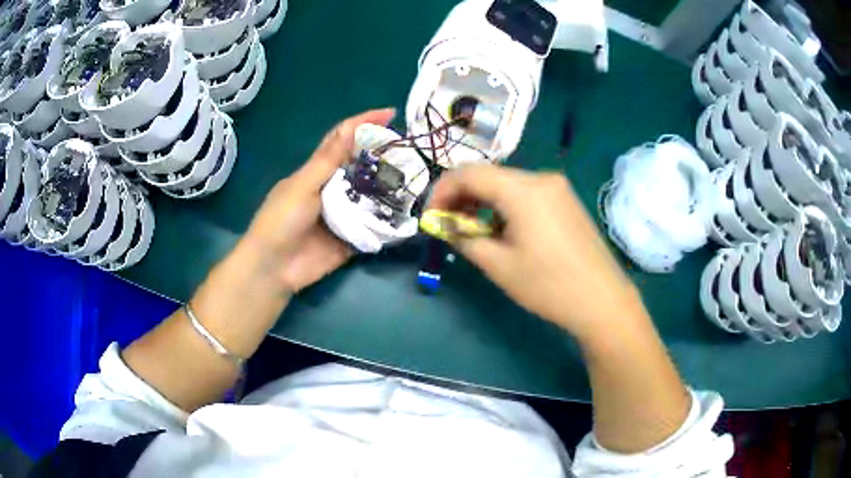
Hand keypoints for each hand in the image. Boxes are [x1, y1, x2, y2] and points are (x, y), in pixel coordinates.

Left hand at [244, 108, 395, 291]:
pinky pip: (374, 225)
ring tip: (416, 177)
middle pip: (362, 166)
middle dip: (384, 155)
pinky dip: (389, 220)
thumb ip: (328, 160)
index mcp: (317, 171)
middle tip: (411, 151)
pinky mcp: (352, 238)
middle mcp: (333, 188)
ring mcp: (344, 213)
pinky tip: (409, 212)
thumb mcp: (302, 186)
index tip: (391, 113)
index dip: (364, 123)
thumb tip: (352, 127)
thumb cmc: (280, 221)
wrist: (274, 268)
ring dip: (390, 187)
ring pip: (371, 194)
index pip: (343, 139)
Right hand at [428, 165, 645, 339]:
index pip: (468, 173)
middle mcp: (541, 178)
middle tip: (448, 226)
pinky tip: (503, 230)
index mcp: (522, 189)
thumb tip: (443, 225)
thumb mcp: (498, 265)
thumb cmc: (548, 285)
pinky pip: (526, 194)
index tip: (430, 218)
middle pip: (488, 176)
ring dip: (483, 203)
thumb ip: (464, 238)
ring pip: (507, 185)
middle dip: (462, 197)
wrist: (602, 301)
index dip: (441, 191)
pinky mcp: (566, 201)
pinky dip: (505, 207)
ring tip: (473, 232)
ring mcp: (557, 188)